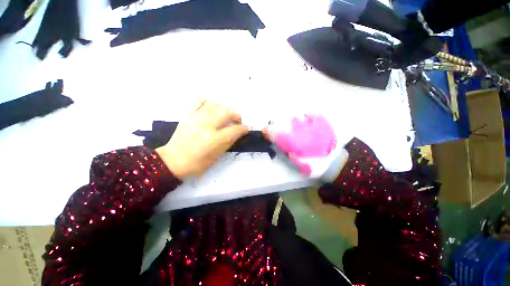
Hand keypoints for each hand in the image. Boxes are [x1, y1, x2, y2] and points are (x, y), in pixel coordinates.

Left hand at [156, 100, 248, 179]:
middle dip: (236, 115)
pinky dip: (209, 102)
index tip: (246, 129)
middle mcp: (206, 125)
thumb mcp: (217, 156)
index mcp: (214, 139)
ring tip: (225, 116)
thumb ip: (229, 142)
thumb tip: (239, 132)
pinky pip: (200, 100)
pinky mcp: (188, 114)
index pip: (235, 129)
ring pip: (215, 104)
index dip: (244, 128)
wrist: (174, 160)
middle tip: (237, 121)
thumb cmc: (198, 163)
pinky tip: (212, 108)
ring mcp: (196, 117)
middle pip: (227, 112)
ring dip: (225, 109)